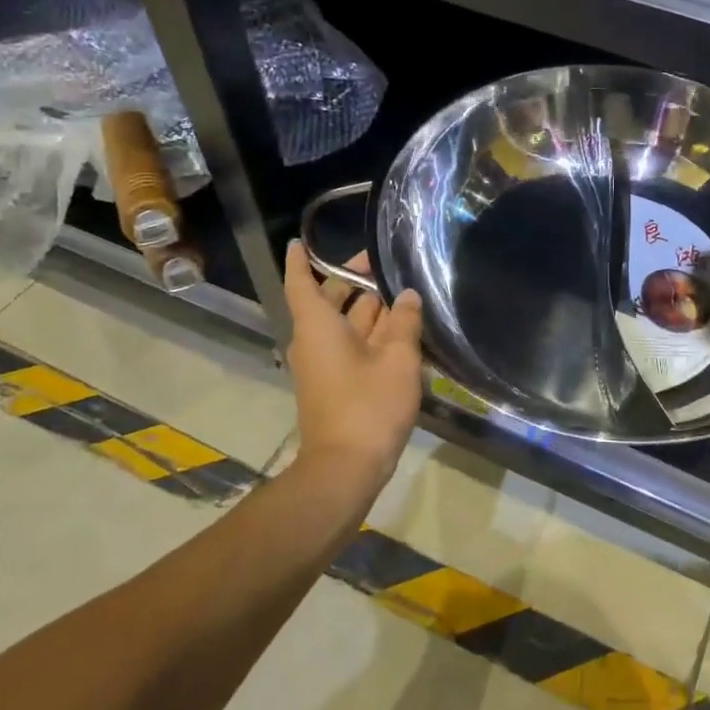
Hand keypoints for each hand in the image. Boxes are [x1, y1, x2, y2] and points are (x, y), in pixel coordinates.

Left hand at [283, 241, 423, 486]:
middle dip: (352, 281)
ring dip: (368, 309)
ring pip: (343, 325)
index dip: (302, 260)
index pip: (302, 283)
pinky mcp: (335, 385)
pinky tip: (400, 331)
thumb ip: (405, 323)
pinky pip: (350, 347)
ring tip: (401, 292)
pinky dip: (370, 334)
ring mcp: (323, 366)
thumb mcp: (397, 360)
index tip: (301, 241)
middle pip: (328, 301)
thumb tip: (408, 297)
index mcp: (318, 326)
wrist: (346, 468)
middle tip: (382, 263)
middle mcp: (314, 341)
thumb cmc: (368, 406)